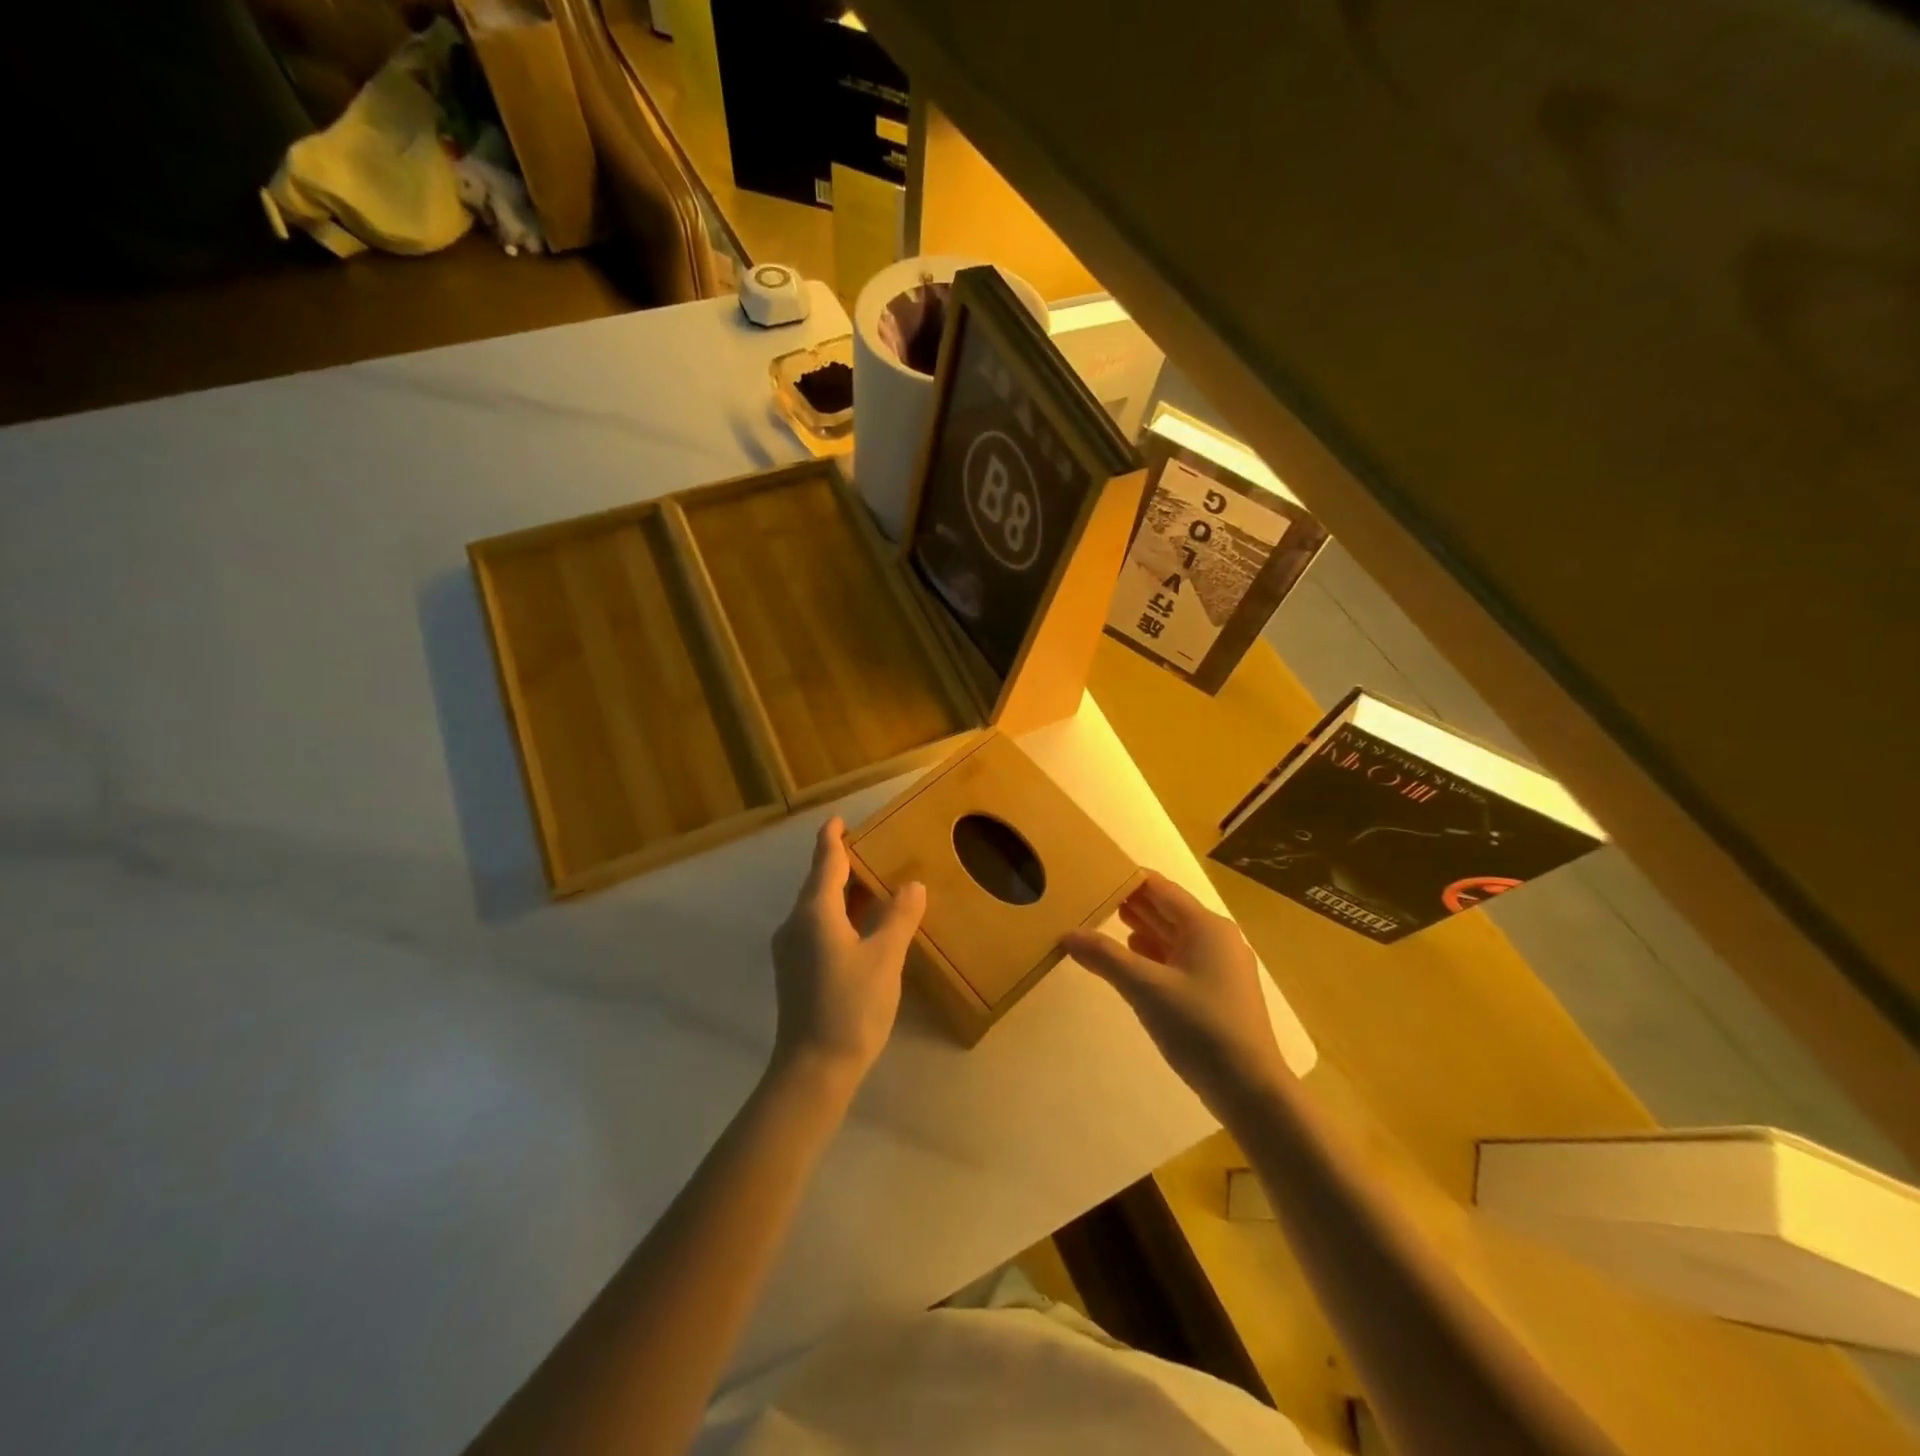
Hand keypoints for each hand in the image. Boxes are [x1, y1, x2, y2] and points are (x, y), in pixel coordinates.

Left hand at [770, 817, 926, 1086]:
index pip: (825, 862)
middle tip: (872, 849)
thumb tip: (912, 885)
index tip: (838, 820)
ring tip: (874, 885)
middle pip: (819, 883)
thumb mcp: (884, 958)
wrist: (813, 1070)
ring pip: (818, 908)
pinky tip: (862, 927)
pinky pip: (818, 927)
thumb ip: (899, 917)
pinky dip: (840, 916)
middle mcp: (796, 924)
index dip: (832, 839)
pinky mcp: (796, 972)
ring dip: (843, 893)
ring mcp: (792, 950)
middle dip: (842, 864)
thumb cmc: (850, 1007)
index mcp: (814, 913)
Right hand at [1063, 872, 1288, 1117]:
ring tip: (1101, 922)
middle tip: (1089, 897)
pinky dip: (1153, 955)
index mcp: (1205, 926)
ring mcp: (1219, 965)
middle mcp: (1216, 938)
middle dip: (1130, 904)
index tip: (1092, 874)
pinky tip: (1130, 959)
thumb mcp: (1146, 989)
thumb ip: (1106, 957)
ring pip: (1172, 936)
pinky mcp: (1216, 991)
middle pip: (1166, 909)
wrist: (1250, 1090)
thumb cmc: (1200, 1028)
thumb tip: (1068, 934)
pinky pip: (1179, 959)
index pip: (1159, 888)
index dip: (1127, 879)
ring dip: (1140, 928)